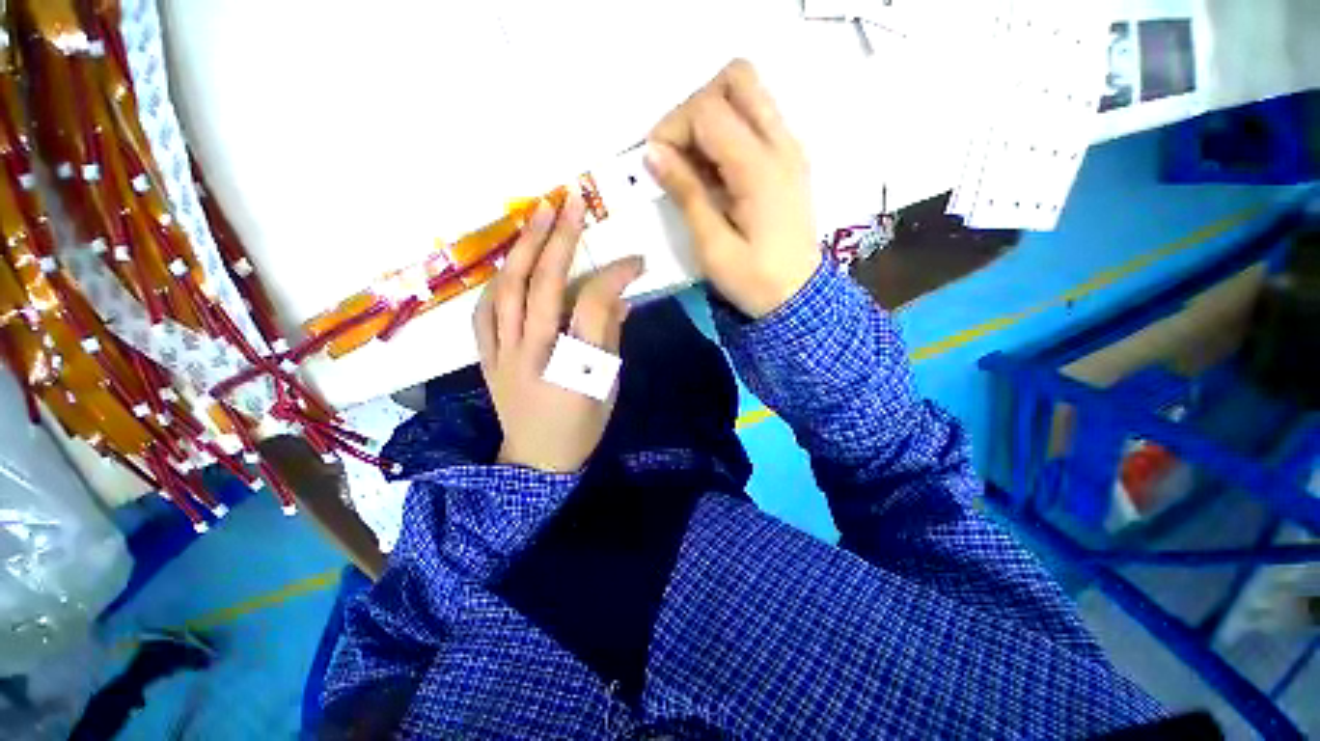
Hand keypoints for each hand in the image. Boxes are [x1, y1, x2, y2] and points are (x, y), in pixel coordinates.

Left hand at [474, 190, 644, 472]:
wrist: (536, 461)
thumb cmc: (582, 427)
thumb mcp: (609, 387)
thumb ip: (610, 340)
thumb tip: (618, 300)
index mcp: (575, 366)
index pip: (594, 304)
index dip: (615, 275)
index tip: (634, 260)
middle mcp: (534, 353)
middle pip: (544, 285)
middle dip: (558, 239)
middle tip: (569, 202)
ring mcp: (503, 354)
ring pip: (508, 290)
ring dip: (523, 248)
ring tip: (536, 214)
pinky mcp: (486, 358)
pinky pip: (485, 311)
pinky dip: (498, 281)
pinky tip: (509, 262)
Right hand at [645, 59, 819, 318]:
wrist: (798, 299)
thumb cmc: (754, 281)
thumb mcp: (713, 247)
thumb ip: (686, 194)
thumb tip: (653, 153)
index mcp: (759, 168)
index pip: (708, 110)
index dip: (672, 128)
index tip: (655, 163)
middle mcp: (781, 145)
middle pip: (737, 79)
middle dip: (696, 106)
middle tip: (677, 151)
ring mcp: (789, 149)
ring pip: (748, 94)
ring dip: (712, 117)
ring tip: (693, 166)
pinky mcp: (789, 161)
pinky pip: (756, 121)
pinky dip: (727, 134)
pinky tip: (714, 174)